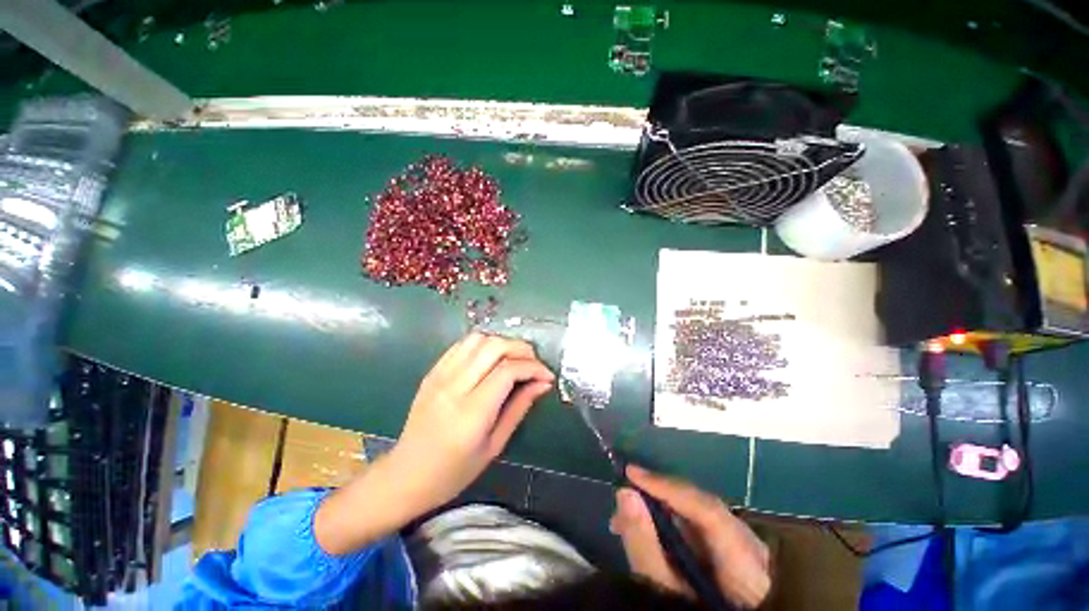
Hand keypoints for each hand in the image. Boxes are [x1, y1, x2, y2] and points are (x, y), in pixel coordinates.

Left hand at [388, 332, 554, 514]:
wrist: (406, 475)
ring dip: (503, 343)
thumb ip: (520, 408)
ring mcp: (440, 375)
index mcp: (472, 412)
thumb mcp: (495, 445)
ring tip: (514, 360)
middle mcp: (454, 386)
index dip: (534, 368)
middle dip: (522, 349)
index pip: (508, 370)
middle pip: (495, 347)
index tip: (547, 376)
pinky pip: (462, 345)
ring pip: (478, 339)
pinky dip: (483, 345)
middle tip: (534, 365)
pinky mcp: (433, 371)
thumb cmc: (454, 471)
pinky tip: (491, 359)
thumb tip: (543, 383)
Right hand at [610, 465, 771, 607]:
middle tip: (621, 500)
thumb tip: (625, 494)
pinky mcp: (733, 549)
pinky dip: (670, 522)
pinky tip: (648, 529)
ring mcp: (745, 547)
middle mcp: (751, 546)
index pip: (707, 509)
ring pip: (697, 513)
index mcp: (748, 564)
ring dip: (660, 509)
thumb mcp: (667, 592)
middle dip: (658, 497)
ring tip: (625, 520)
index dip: (667, 487)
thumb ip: (646, 547)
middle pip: (701, 506)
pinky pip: (698, 525)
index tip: (630, 472)